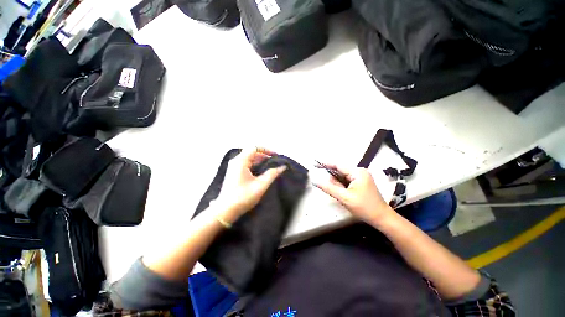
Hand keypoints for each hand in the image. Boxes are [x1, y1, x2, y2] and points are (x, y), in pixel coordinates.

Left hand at [215, 148, 286, 222]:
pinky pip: (246, 164)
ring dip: (260, 160)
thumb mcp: (260, 185)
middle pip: (252, 152)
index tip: (275, 156)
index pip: (254, 148)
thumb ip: (272, 174)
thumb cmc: (243, 196)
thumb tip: (282, 167)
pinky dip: (255, 165)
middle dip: (264, 155)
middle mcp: (236, 161)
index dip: (266, 150)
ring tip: (271, 166)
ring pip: (249, 158)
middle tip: (275, 161)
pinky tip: (262, 171)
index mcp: (241, 161)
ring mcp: (234, 167)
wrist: (225, 211)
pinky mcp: (234, 173)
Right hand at [313, 165, 393, 225]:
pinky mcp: (361, 183)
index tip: (315, 165)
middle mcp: (360, 172)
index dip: (325, 164)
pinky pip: (347, 181)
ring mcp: (362, 177)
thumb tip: (315, 181)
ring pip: (343, 177)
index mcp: (357, 172)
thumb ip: (328, 188)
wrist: (382, 218)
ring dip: (338, 184)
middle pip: (340, 171)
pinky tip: (343, 193)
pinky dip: (342, 186)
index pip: (338, 165)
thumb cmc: (364, 207)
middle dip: (333, 179)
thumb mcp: (344, 197)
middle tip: (331, 190)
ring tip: (341, 195)